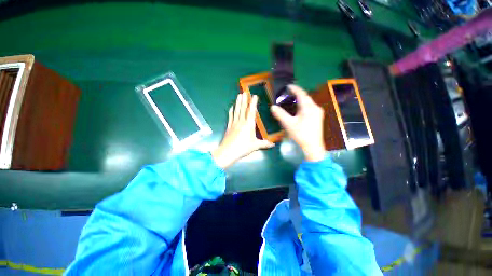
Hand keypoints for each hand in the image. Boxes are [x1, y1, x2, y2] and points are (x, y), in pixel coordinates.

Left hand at [212, 94, 273, 168]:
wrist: (228, 152)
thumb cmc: (243, 148)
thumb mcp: (255, 146)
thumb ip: (264, 144)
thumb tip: (273, 145)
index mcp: (249, 125)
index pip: (251, 111)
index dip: (253, 103)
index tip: (254, 96)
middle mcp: (241, 122)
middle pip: (243, 109)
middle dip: (244, 100)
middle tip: (244, 92)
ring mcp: (234, 123)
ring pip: (236, 111)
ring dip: (238, 103)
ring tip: (238, 95)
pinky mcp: (229, 127)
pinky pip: (230, 117)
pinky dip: (231, 111)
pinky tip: (231, 107)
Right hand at [271, 85, 325, 161]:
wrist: (313, 147)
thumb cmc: (301, 134)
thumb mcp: (288, 124)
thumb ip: (280, 114)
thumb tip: (273, 107)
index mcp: (309, 107)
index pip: (301, 94)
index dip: (294, 89)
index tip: (288, 86)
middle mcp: (315, 108)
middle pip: (306, 97)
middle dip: (298, 94)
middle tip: (289, 93)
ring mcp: (318, 113)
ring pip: (308, 102)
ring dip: (301, 100)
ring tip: (293, 99)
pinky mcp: (318, 118)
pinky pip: (310, 107)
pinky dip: (303, 105)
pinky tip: (299, 109)